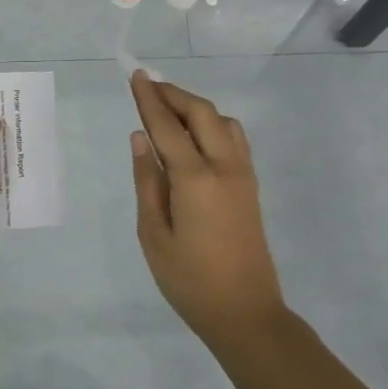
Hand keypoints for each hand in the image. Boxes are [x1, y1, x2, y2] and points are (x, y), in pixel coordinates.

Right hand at [129, 72, 285, 339]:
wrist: (246, 313)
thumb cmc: (189, 280)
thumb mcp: (154, 234)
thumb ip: (147, 181)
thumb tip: (140, 138)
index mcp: (195, 179)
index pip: (167, 126)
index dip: (150, 99)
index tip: (136, 75)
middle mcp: (224, 167)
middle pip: (201, 113)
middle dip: (174, 95)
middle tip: (148, 87)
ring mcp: (243, 175)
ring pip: (223, 122)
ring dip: (196, 108)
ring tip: (170, 111)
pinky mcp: (251, 186)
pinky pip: (235, 139)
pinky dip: (213, 124)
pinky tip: (196, 137)